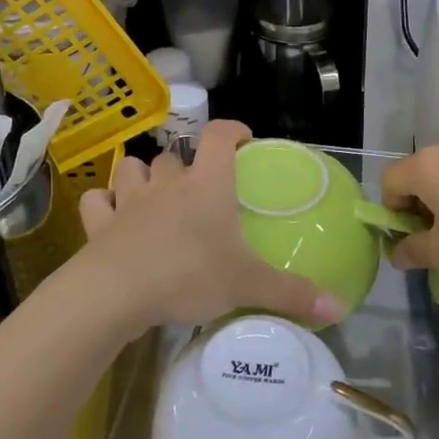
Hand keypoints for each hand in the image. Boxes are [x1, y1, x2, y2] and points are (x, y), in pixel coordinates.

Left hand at [76, 121, 342, 332]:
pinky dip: (104, 204)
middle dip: (184, 166)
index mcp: (207, 185)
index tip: (242, 137)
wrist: (116, 293)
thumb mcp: (248, 286)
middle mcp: (167, 184)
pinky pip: (97, 201)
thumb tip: (341, 308)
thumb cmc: (188, 275)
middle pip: (173, 157)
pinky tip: (111, 217)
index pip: (219, 137)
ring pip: (131, 169)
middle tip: (197, 189)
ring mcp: (129, 201)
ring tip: (152, 196)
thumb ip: (292, 294)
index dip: (231, 130)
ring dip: (141, 177)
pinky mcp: (99, 223)